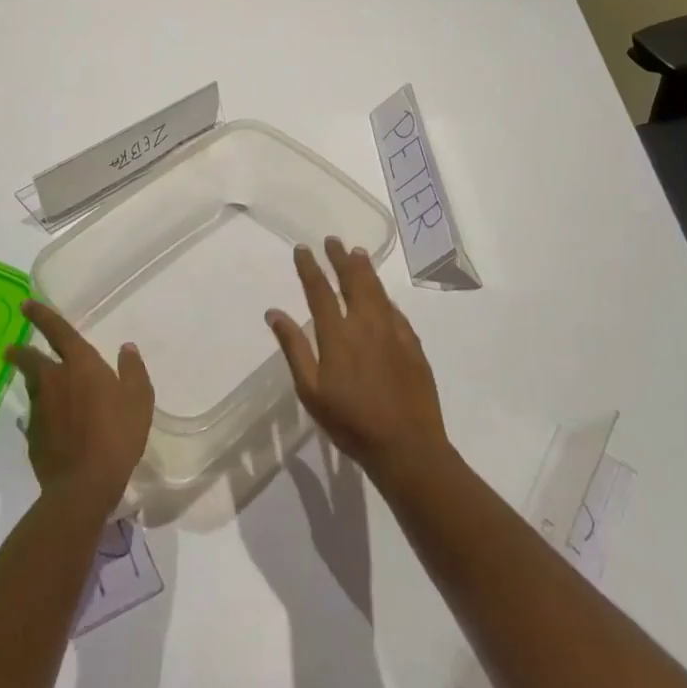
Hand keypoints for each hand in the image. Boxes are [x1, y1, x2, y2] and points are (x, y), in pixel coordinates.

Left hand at [6, 300, 154, 516]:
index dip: (41, 316)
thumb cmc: (117, 435)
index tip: (26, 304)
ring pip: (31, 386)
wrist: (83, 485)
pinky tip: (43, 421)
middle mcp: (54, 380)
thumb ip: (132, 370)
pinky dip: (37, 412)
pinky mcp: (33, 435)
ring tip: (31, 381)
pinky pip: (33, 415)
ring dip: (29, 379)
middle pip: (31, 359)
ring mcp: (40, 409)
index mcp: (80, 365)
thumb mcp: (139, 399)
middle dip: (21, 351)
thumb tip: (126, 348)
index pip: (58, 331)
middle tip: (12, 349)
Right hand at [266, 237, 450, 487]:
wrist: (407, 446)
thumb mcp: (311, 391)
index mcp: (337, 335)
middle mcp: (366, 325)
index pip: (320, 291)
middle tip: (333, 241)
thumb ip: (294, 348)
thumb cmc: (351, 422)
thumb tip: (274, 313)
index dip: (310, 267)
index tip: (303, 249)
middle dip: (340, 259)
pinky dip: (384, 296)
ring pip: (377, 291)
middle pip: (352, 281)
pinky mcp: (412, 344)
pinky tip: (382, 294)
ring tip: (358, 253)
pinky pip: (395, 310)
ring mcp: (393, 333)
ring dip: (365, 270)